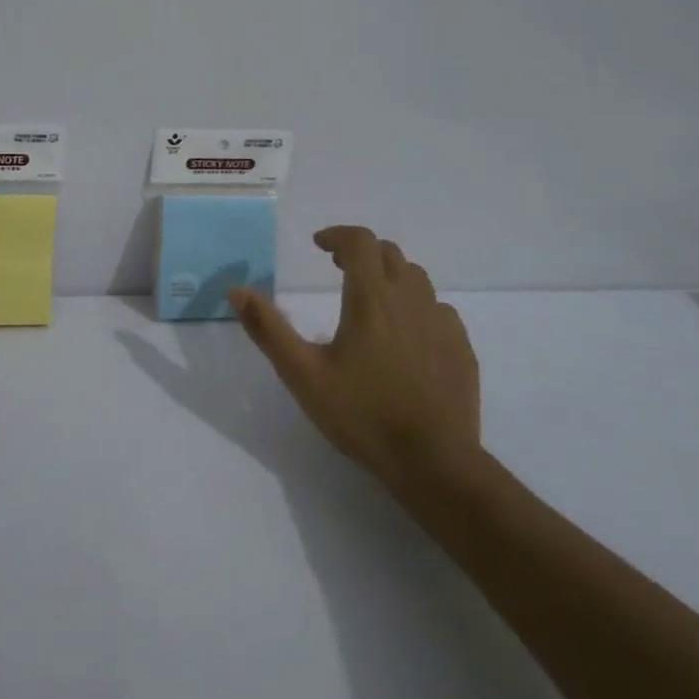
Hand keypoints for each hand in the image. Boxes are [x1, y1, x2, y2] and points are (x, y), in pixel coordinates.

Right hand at [229, 226, 482, 497]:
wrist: (434, 463)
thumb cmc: (362, 415)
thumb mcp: (302, 374)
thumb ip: (268, 329)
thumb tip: (236, 290)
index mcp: (370, 298)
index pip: (360, 241)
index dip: (338, 235)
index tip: (319, 246)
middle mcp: (410, 299)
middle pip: (389, 253)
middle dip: (362, 252)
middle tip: (339, 269)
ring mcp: (441, 323)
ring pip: (417, 278)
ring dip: (391, 276)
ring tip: (372, 299)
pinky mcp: (461, 348)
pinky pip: (439, 310)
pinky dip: (417, 307)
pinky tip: (407, 335)